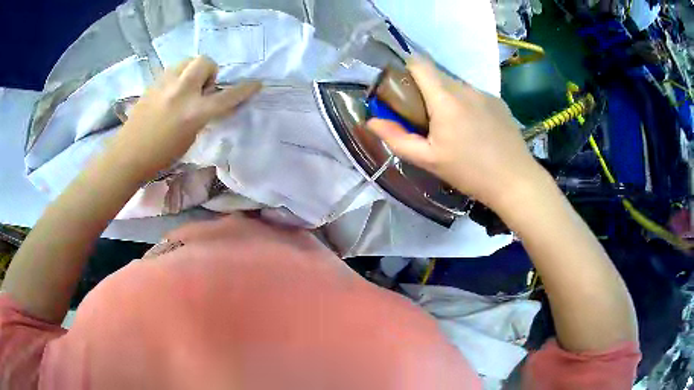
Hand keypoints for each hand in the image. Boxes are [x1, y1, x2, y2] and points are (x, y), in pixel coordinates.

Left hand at [107, 56, 261, 180]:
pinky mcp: (153, 83)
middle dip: (209, 71)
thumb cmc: (161, 155)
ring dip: (192, 71)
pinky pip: (172, 70)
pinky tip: (170, 92)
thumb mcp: (190, 138)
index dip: (244, 90)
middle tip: (202, 88)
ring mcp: (165, 84)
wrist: (129, 155)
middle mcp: (182, 92)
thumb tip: (207, 101)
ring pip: (187, 61)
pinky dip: (177, 77)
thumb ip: (202, 116)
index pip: (227, 97)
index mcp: (194, 112)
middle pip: (205, 62)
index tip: (256, 84)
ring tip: (184, 88)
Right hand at [367, 58, 543, 208]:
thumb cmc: (469, 172)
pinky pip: (474, 95)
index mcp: (446, 98)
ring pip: (456, 86)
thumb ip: (396, 138)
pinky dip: (466, 105)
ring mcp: (485, 93)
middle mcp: (466, 88)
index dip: (405, 70)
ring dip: (447, 99)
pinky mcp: (499, 102)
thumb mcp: (428, 160)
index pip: (419, 63)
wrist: (515, 181)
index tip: (402, 90)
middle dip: (425, 90)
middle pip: (437, 75)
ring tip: (454, 129)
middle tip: (425, 119)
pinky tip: (475, 131)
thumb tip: (370, 121)